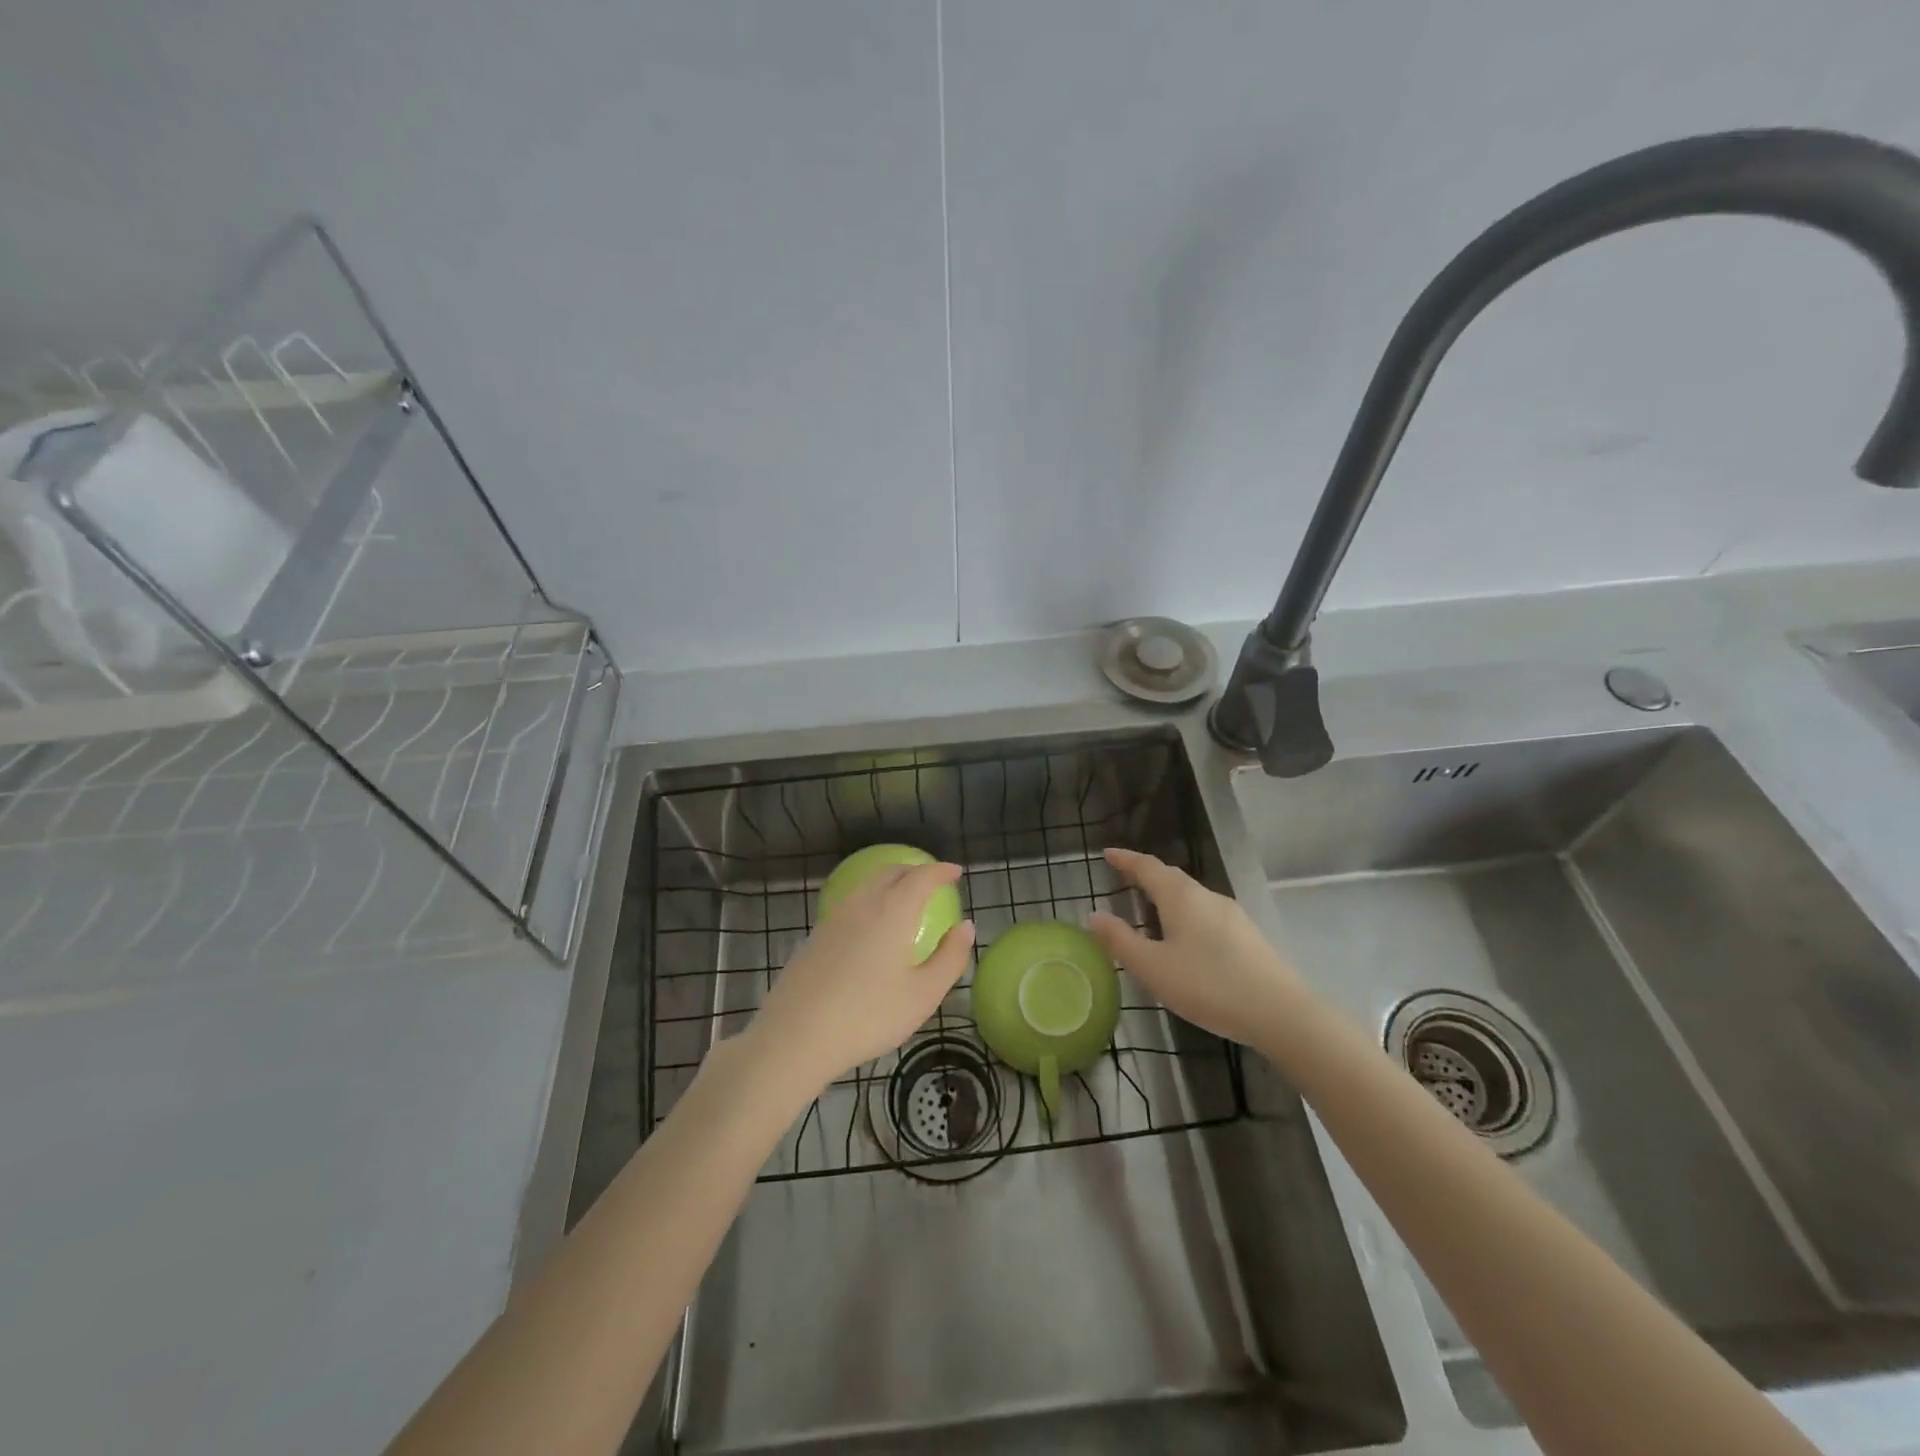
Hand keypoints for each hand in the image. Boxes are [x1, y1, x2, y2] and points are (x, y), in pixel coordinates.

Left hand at [749, 862, 975, 1091]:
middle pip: (891, 872)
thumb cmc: (868, 1016)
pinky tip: (871, 927)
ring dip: (890, 883)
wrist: (796, 1036)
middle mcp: (862, 904)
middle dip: (915, 871)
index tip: (956, 872)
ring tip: (904, 899)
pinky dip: (870, 901)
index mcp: (892, 911)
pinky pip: (850, 904)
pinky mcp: (815, 936)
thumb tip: (966, 927)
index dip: (941, 871)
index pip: (921, 876)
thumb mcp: (922, 995)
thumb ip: (950, 958)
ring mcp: (834, 918)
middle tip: (932, 882)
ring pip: (867, 886)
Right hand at [1087, 847, 1309, 1050]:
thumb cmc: (1208, 986)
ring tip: (1150, 907)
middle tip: (1124, 877)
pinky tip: (1185, 937)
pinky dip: (1186, 913)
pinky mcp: (1247, 935)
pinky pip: (1206, 912)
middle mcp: (1206, 896)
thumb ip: (1120, 941)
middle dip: (1146, 874)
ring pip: (1191, 895)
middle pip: (1171, 877)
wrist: (1280, 1012)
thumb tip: (1094, 915)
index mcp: (1180, 897)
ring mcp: (1231, 914)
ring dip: (1167, 894)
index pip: (1147, 866)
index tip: (1107, 853)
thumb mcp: (1153, 968)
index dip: (1125, 859)